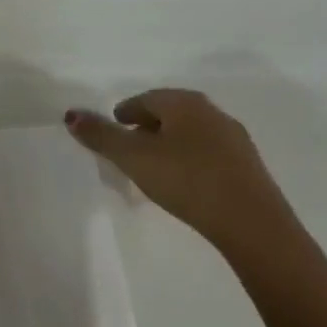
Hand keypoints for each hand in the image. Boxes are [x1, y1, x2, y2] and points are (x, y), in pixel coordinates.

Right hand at [66, 89, 292, 252]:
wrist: (256, 228)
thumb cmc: (188, 182)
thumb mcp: (135, 159)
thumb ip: (101, 136)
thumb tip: (70, 115)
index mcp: (183, 102)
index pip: (145, 99)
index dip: (126, 113)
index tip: (115, 129)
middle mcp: (211, 112)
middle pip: (170, 113)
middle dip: (149, 127)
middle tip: (132, 148)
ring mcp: (235, 140)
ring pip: (193, 134)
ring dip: (172, 145)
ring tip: (158, 168)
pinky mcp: (251, 169)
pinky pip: (211, 155)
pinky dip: (194, 161)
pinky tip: (189, 183)